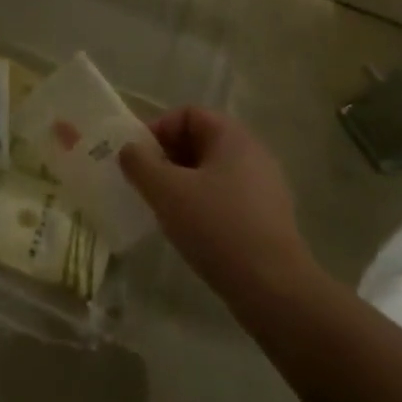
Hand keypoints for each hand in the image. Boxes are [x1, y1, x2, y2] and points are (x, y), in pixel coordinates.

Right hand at [119, 108, 315, 298]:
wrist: (272, 287)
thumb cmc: (215, 226)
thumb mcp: (166, 190)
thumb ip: (139, 163)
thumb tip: (130, 150)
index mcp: (233, 137)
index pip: (188, 114)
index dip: (158, 128)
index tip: (137, 158)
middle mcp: (253, 154)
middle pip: (200, 141)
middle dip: (166, 157)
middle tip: (144, 183)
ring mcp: (264, 187)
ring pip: (211, 172)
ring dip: (181, 183)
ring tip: (162, 207)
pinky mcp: (266, 218)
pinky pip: (225, 197)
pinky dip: (201, 204)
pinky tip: (188, 229)